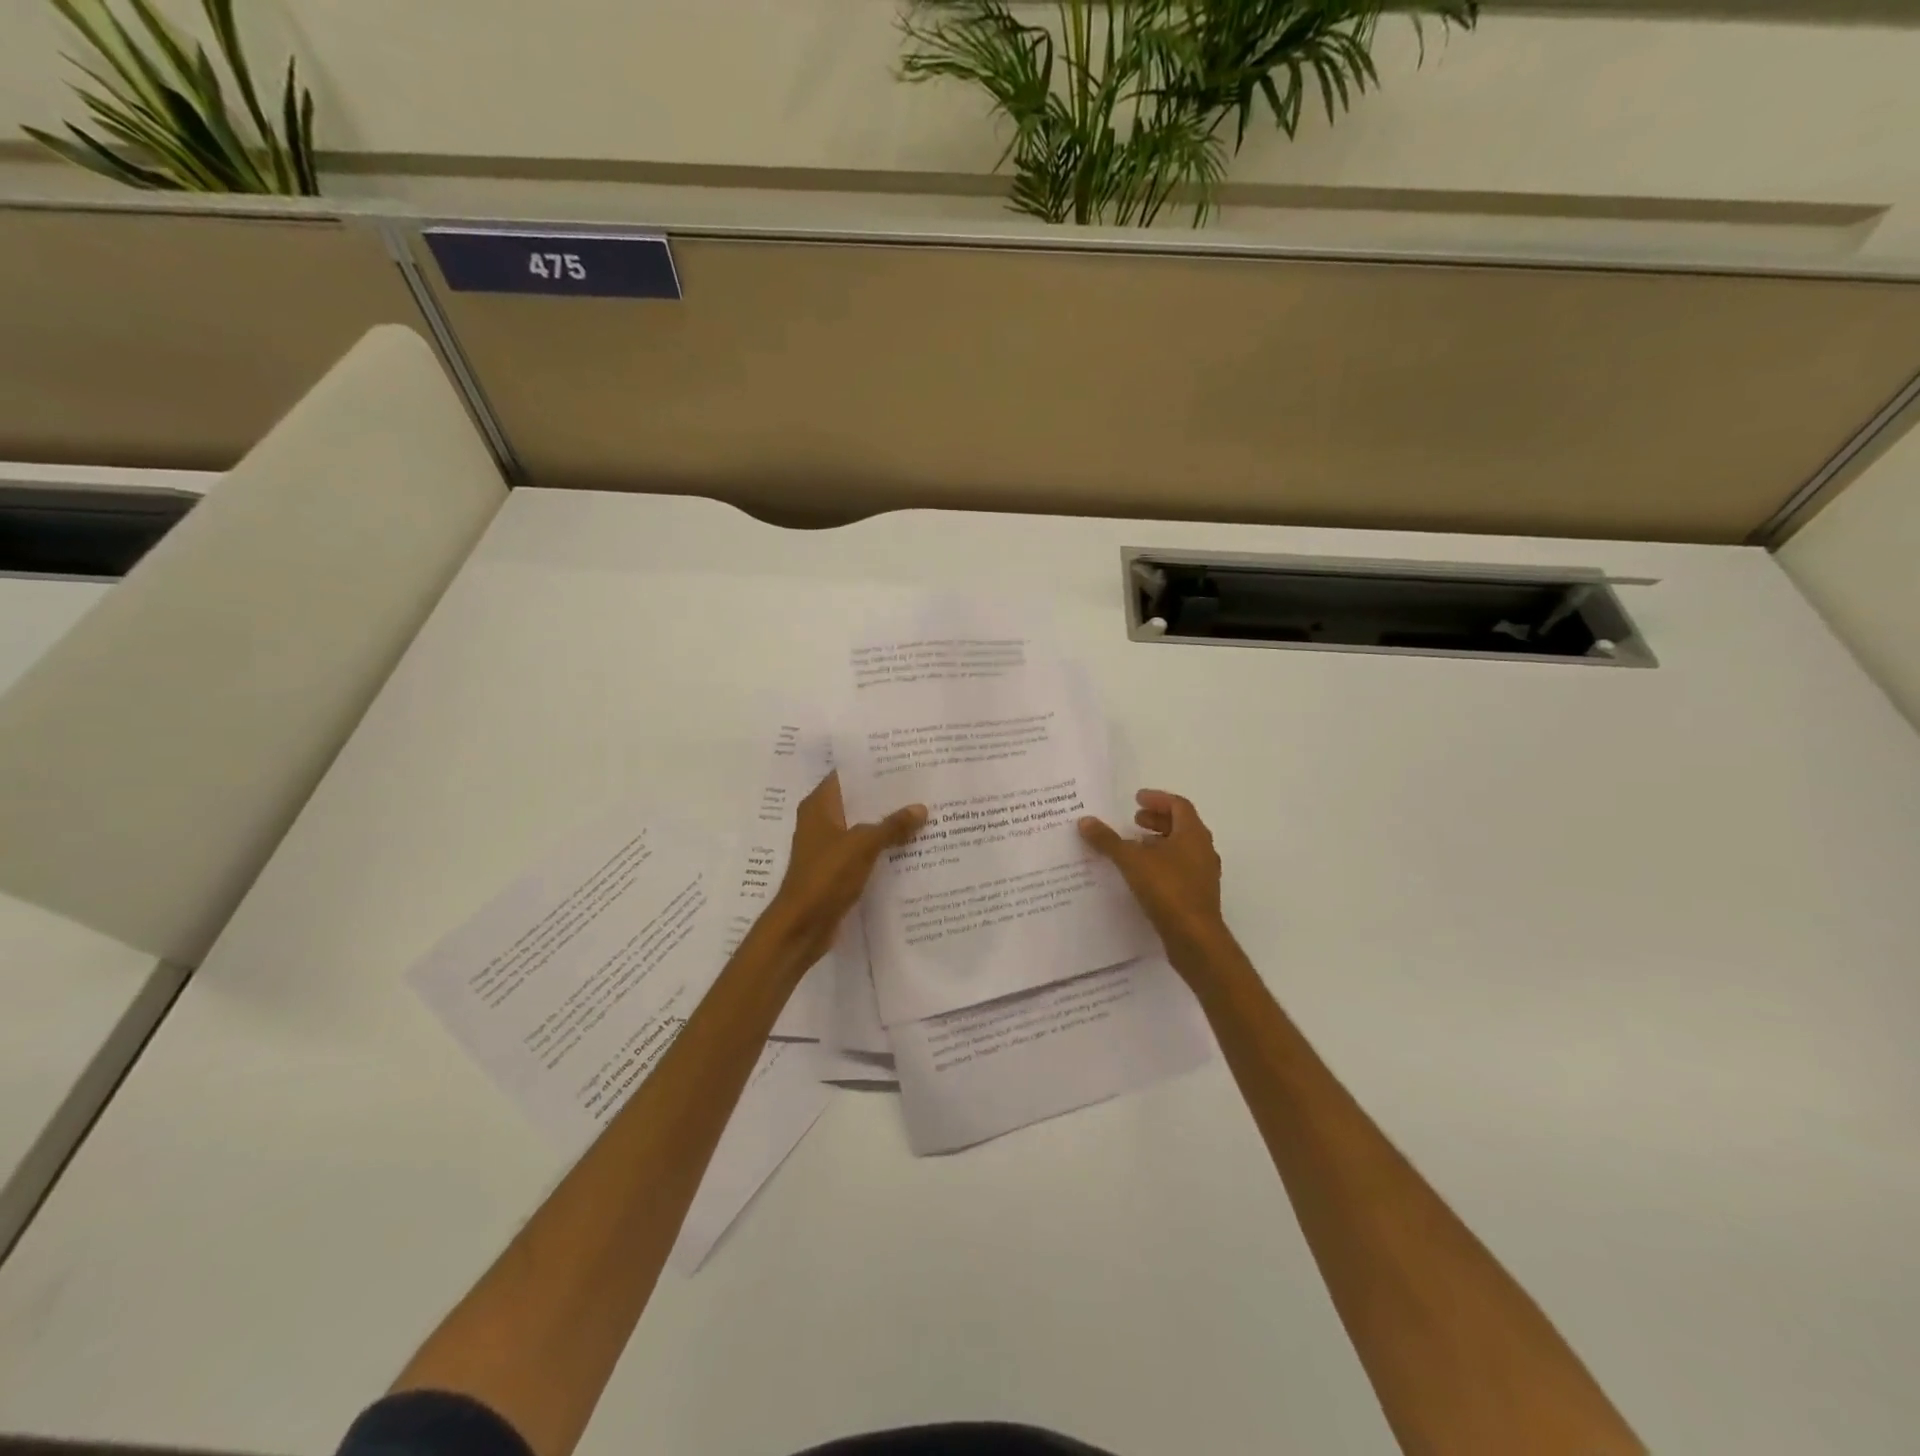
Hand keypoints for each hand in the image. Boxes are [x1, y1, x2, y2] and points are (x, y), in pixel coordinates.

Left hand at [767, 772, 925, 967]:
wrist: (802, 926)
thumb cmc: (826, 875)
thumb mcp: (863, 845)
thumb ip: (892, 825)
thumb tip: (921, 807)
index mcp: (819, 806)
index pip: (846, 774)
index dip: (872, 767)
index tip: (902, 760)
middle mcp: (820, 821)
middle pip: (857, 800)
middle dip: (885, 796)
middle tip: (920, 786)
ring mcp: (827, 847)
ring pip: (861, 827)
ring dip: (885, 824)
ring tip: (922, 813)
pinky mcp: (835, 870)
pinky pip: (862, 851)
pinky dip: (881, 848)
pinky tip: (909, 847)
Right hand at [1079, 790, 1227, 965]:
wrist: (1195, 938)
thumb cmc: (1167, 889)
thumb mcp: (1131, 860)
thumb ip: (1108, 840)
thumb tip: (1085, 821)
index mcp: (1193, 834)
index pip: (1178, 805)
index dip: (1157, 799)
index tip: (1136, 799)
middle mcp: (1203, 850)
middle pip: (1181, 825)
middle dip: (1157, 820)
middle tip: (1134, 820)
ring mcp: (1203, 874)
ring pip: (1181, 848)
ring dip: (1159, 842)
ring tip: (1134, 845)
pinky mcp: (1198, 895)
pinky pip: (1180, 869)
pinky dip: (1162, 863)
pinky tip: (1142, 874)